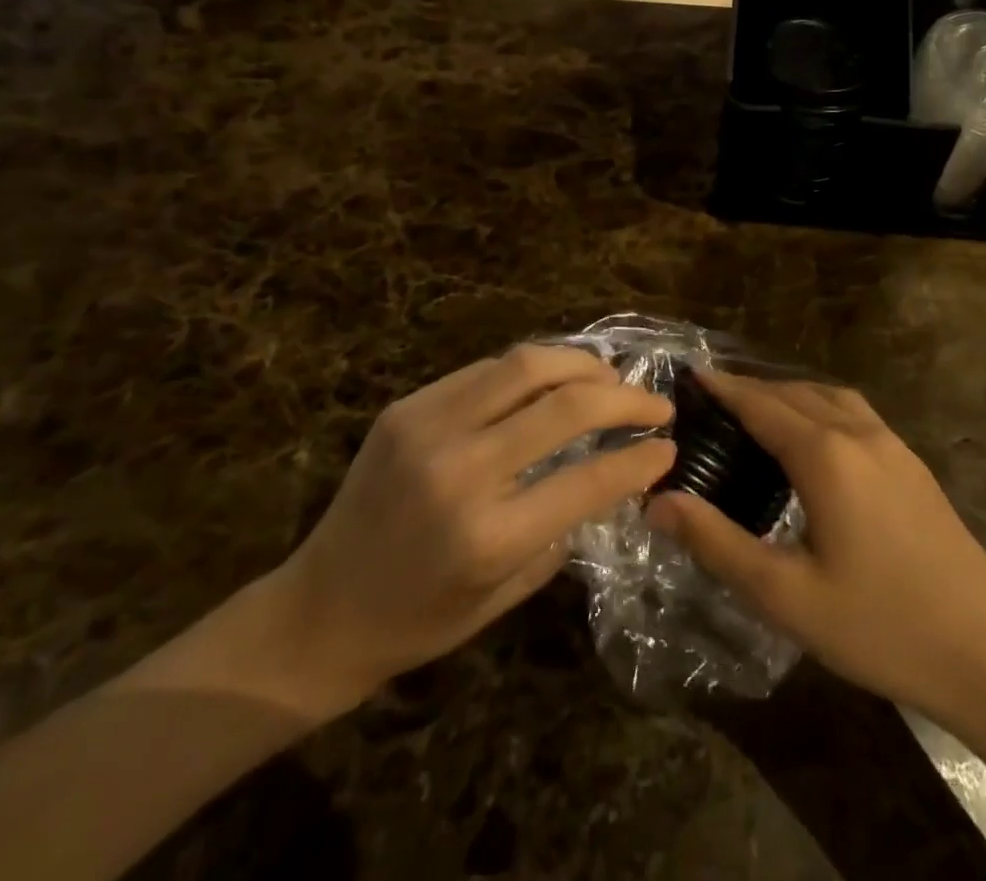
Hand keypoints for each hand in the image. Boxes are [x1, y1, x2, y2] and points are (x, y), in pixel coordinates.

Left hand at [267, 346, 674, 713]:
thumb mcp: (506, 593)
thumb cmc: (419, 620)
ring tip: (610, 378)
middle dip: (625, 398)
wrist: (317, 611)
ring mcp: (428, 429)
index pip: (588, 478)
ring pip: (527, 365)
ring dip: (582, 365)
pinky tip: (555, 380)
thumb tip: (614, 473)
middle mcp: (460, 471)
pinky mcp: (407, 407)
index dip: (639, 457)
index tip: (669, 446)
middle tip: (654, 403)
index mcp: (488, 536)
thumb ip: (565, 528)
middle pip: (565, 405)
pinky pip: (487, 370)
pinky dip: (533, 370)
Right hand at [647, 370, 985, 731]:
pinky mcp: (915, 466)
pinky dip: (822, 407)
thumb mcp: (786, 596)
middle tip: (713, 398)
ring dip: (790, 393)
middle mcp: (860, 434)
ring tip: (758, 410)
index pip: (762, 405)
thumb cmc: (881, 626)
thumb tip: (658, 502)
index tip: (691, 374)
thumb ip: (717, 544)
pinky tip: (817, 438)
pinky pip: (856, 414)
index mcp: (826, 455)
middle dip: (752, 388)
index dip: (724, 388)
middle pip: (796, 393)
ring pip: (831, 398)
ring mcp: (894, 446)